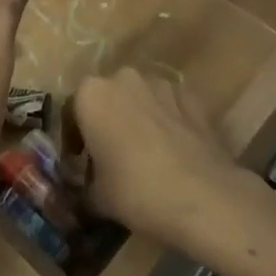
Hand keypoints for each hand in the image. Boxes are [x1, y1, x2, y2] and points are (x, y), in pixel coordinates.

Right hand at [70, 68, 248, 245]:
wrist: (204, 197)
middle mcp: (123, 78)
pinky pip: (168, 106)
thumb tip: (85, 187)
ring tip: (144, 154)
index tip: (80, 164)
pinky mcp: (191, 96)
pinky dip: (165, 122)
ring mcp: (160, 83)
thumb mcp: (97, 197)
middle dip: (106, 121)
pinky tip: (172, 152)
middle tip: (110, 156)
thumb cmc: (138, 192)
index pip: (71, 111)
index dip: (73, 139)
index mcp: (91, 95)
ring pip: (138, 98)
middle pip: (107, 98)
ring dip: (136, 118)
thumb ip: (84, 184)